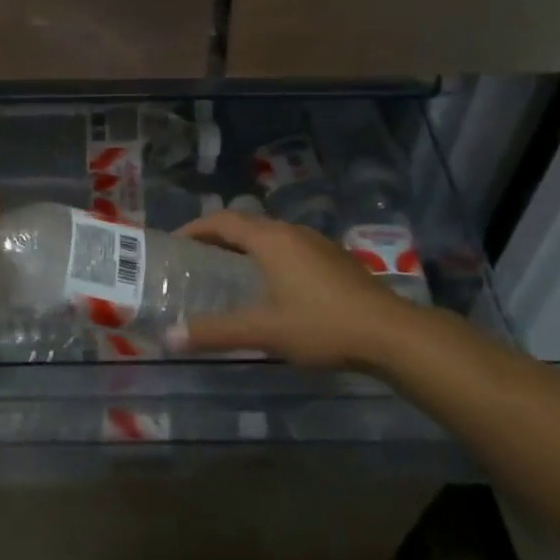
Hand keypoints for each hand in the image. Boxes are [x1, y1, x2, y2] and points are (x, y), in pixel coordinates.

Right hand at [169, 209, 413, 368]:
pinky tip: (273, 285)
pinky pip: (289, 247)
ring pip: (270, 235)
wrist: (390, 333)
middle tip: (196, 258)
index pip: (222, 221)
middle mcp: (291, 231)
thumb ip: (216, 332)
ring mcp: (317, 243)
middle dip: (218, 236)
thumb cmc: (321, 325)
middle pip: (245, 224)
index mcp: (270, 239)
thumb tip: (169, 338)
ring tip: (229, 270)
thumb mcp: (264, 331)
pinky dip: (268, 256)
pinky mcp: (334, 258)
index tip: (174, 242)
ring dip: (245, 245)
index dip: (195, 228)